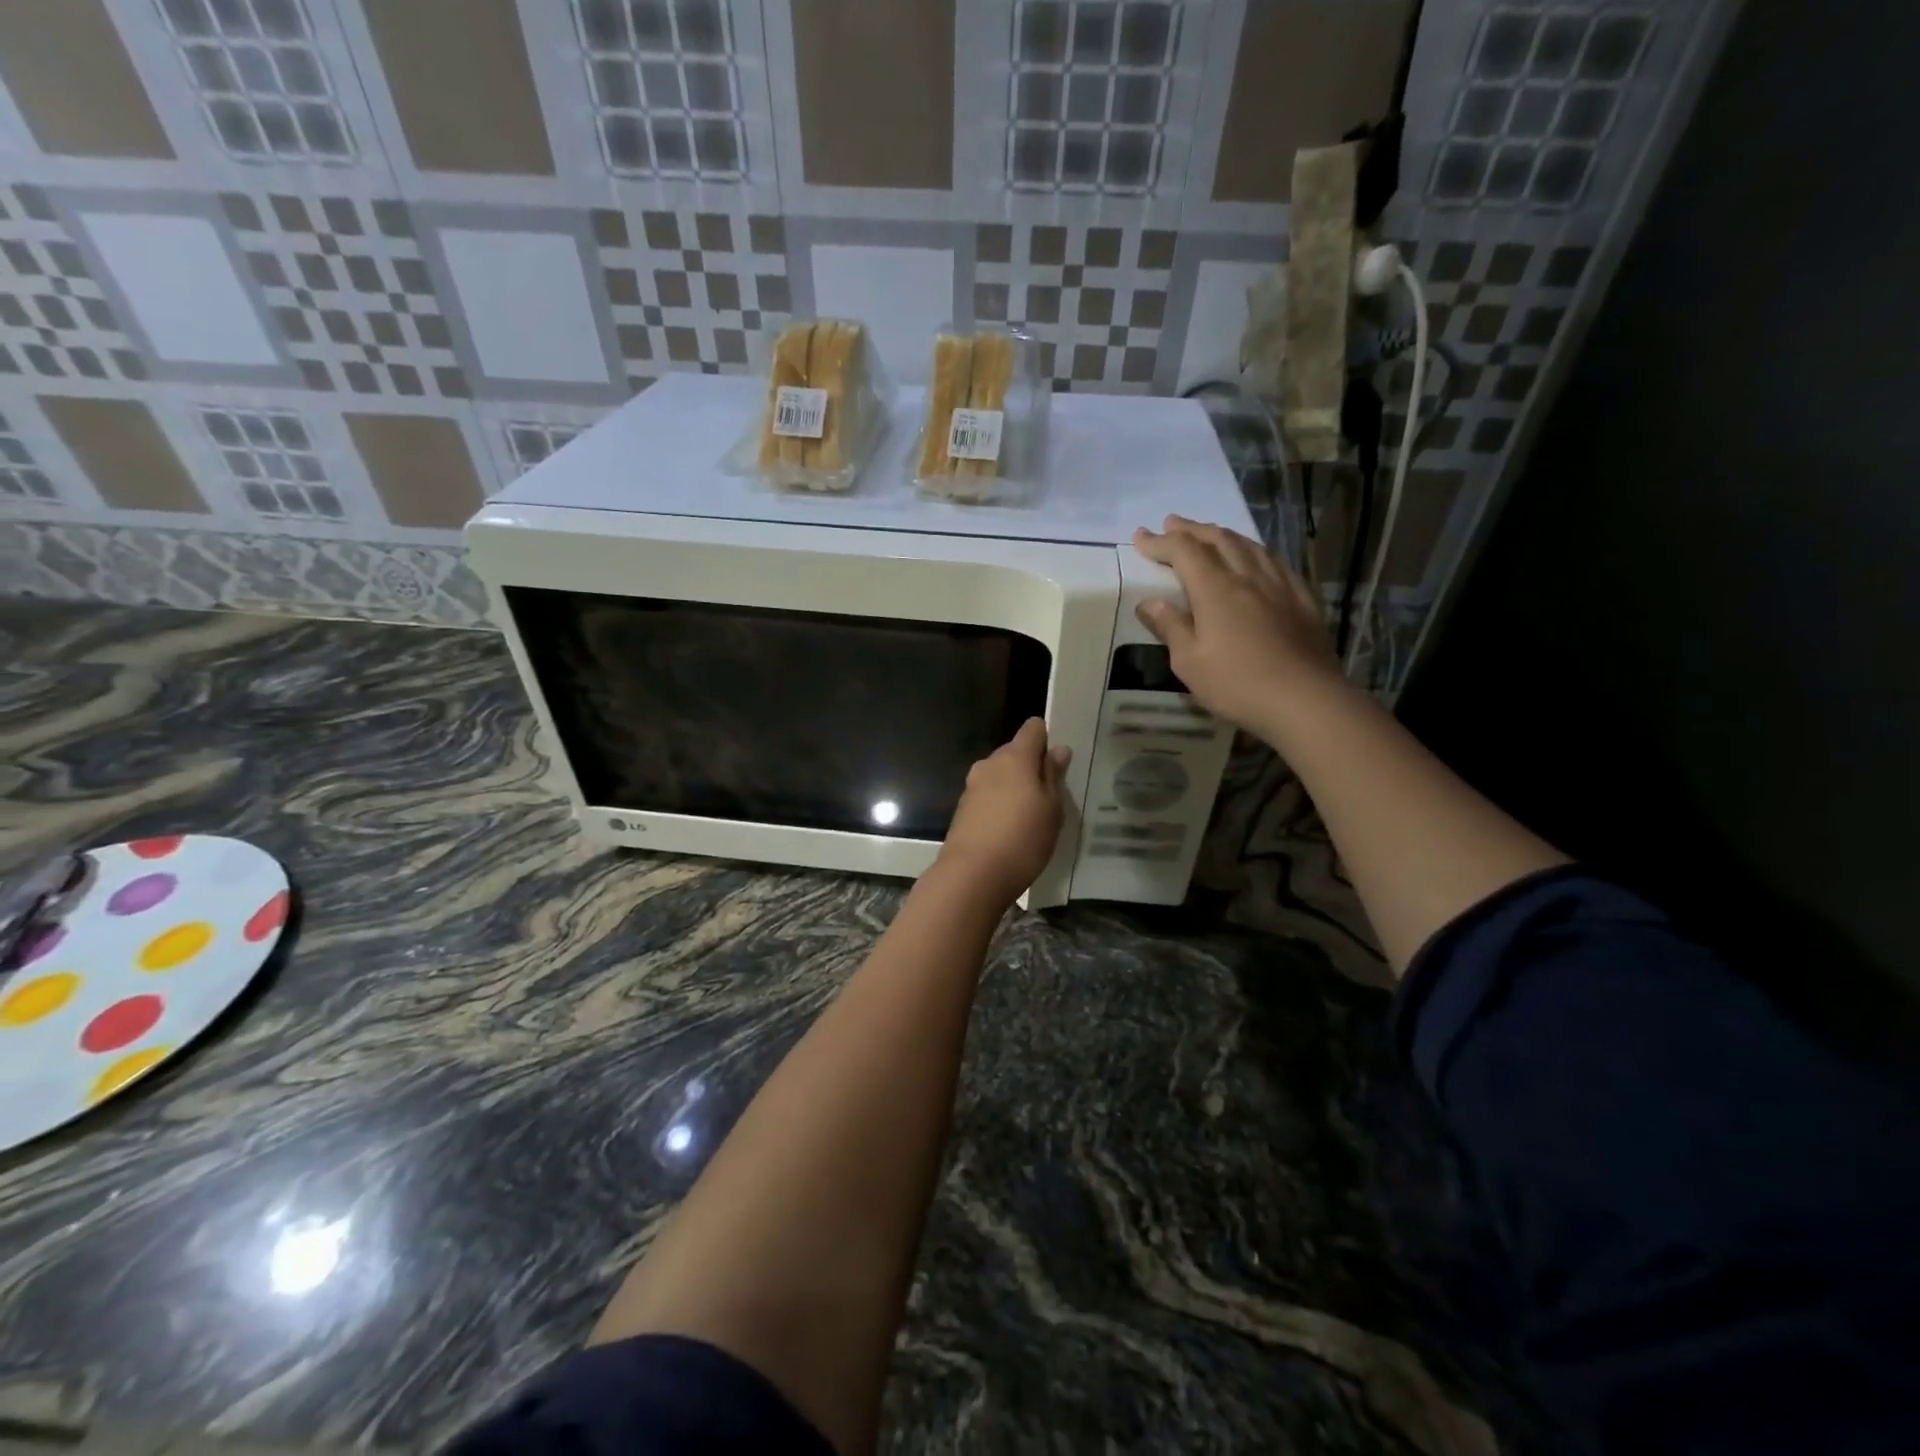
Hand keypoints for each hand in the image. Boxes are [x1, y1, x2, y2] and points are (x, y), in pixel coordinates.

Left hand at [936, 718, 1070, 905]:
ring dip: (1015, 788)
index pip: (1033, 728)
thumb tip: (1057, 750)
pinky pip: (989, 796)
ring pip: (1001, 776)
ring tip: (1032, 817)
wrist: (972, 876)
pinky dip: (1001, 805)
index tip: (1059, 762)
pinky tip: (1011, 830)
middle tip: (1051, 795)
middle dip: (1032, 767)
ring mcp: (972, 786)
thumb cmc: (1022, 839)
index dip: (1047, 739)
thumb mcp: (1051, 809)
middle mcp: (989, 764)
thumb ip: (1053, 776)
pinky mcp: (963, 809)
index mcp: (1014, 757)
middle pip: (1015, 752)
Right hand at [1133, 516, 1345, 736]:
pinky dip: (1254, 551)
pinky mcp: (1301, 599)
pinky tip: (1254, 559)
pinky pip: (1274, 562)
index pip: (1183, 551)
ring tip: (1209, 534)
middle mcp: (1247, 576)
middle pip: (1218, 539)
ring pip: (1249, 545)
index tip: (1141, 537)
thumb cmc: (1237, 684)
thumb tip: (1149, 602)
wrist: (1305, 699)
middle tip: (1172, 523)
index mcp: (1215, 589)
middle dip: (1191, 529)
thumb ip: (1170, 627)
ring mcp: (1279, 585)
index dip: (1160, 542)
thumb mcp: (1189, 662)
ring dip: (1223, 535)